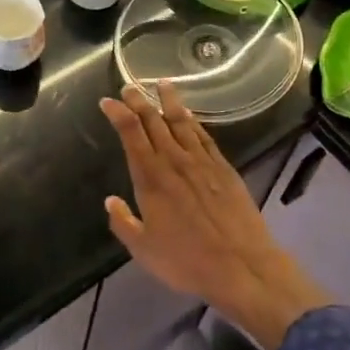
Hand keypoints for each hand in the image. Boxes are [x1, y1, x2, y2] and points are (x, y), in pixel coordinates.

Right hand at [99, 83, 329, 349]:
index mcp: (151, 178)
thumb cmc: (186, 261)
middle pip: (154, 121)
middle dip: (139, 101)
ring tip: (162, 84)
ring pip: (182, 122)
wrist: (241, 265)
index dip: (118, 114)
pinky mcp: (224, 168)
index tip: (108, 102)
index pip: (131, 134)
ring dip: (169, 101)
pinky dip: (194, 121)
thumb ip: (124, 223)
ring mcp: (202, 162)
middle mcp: (175, 162)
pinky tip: (190, 115)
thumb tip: (110, 200)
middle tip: (129, 85)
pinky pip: (204, 136)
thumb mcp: (143, 250)